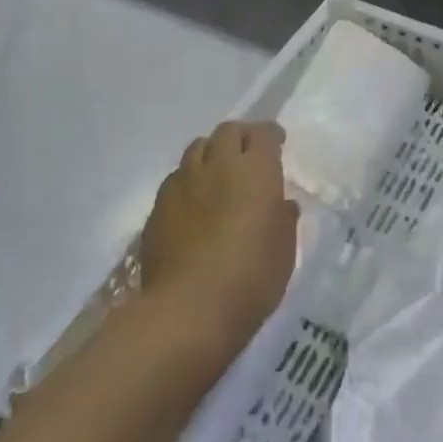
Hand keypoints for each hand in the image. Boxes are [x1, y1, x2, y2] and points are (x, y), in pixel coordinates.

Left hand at [140, 122, 297, 349]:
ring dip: (212, 153)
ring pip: (197, 148)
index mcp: (255, 170)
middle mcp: (218, 165)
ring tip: (218, 173)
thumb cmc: (250, 279)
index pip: (263, 134)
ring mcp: (183, 182)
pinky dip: (189, 180)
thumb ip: (283, 219)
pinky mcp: (158, 205)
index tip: (278, 144)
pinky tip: (194, 202)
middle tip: (249, 155)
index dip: (271, 135)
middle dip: (241, 137)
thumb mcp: (284, 251)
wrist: (187, 310)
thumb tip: (281, 204)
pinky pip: (177, 177)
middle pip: (227, 131)